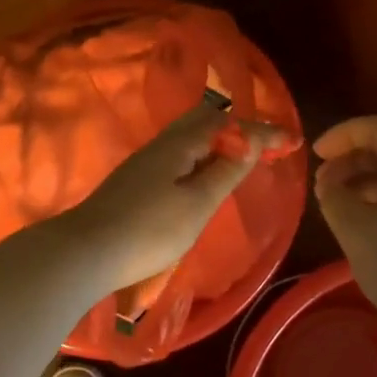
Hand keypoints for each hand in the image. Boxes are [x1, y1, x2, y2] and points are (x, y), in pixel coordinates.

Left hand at [67, 102, 286, 291]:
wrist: (85, 253)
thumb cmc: (148, 230)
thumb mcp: (197, 204)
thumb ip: (226, 171)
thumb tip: (251, 142)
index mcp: (179, 144)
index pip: (228, 125)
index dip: (261, 132)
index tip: (292, 140)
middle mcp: (162, 144)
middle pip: (206, 122)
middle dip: (240, 129)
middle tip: (268, 143)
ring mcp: (146, 162)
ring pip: (191, 138)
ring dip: (221, 142)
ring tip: (245, 155)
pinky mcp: (137, 180)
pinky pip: (181, 154)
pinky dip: (204, 156)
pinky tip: (206, 173)